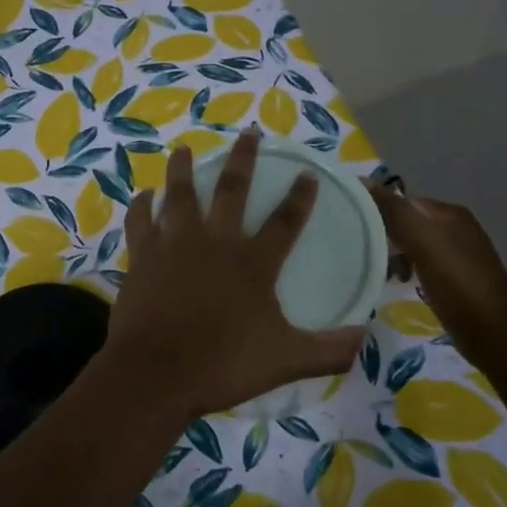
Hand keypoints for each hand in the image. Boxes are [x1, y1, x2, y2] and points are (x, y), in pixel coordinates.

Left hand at [103, 130, 366, 421]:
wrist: (157, 373)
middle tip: (248, 133)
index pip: (285, 221)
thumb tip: (366, 338)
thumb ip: (329, 350)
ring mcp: (175, 245)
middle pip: (232, 190)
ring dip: (184, 170)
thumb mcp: (286, 360)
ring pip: (180, 195)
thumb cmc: (223, 364)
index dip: (299, 197)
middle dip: (244, 159)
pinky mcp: (143, 256)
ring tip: (184, 149)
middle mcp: (215, 242)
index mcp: (253, 262)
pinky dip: (142, 206)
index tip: (308, 174)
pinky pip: (140, 221)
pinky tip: (144, 195)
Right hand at [367, 183, 506, 350]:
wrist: (495, 334)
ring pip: (413, 245)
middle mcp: (455, 228)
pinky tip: (400, 284)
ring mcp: (458, 254)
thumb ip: (395, 212)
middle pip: (407, 222)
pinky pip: (422, 265)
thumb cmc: (458, 284)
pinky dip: (407, 270)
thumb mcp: (423, 242)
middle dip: (384, 235)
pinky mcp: (456, 279)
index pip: (402, 201)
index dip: (377, 211)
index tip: (352, 229)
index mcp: (449, 213)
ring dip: (393, 255)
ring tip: (380, 273)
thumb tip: (363, 181)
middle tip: (362, 253)